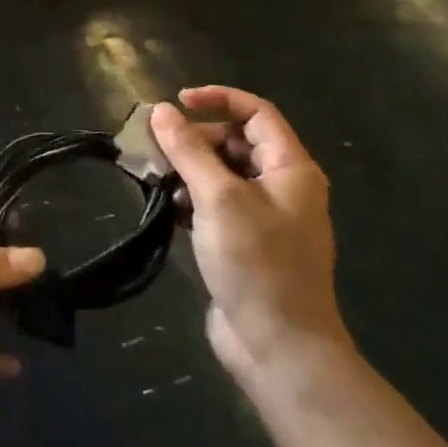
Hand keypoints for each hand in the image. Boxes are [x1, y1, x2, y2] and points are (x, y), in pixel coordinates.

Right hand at [151, 88, 350, 385]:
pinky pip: (217, 203)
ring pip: (222, 173)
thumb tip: (161, 110)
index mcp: (290, 169)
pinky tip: (170, 209)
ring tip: (157, 180)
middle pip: (235, 141)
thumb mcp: (218, 198)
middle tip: (156, 150)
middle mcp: (282, 187)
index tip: (176, 104)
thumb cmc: (256, 263)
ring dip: (189, 169)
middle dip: (195, 139)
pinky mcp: (246, 242)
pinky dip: (192, 198)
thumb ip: (188, 150)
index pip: (256, 112)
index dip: (217, 99)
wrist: (279, 347)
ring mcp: (265, 217)